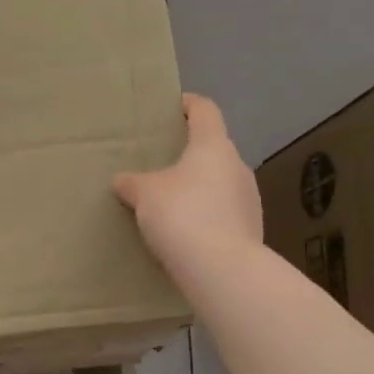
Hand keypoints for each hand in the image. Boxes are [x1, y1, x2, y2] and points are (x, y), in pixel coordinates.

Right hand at [113, 94, 261, 278]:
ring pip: (219, 183)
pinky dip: (206, 216)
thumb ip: (132, 183)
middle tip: (161, 164)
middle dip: (190, 155)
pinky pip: (223, 213)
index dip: (188, 105)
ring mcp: (249, 198)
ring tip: (171, 204)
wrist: (221, 269)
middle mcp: (237, 166)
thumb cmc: (182, 215)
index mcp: (213, 146)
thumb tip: (122, 180)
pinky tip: (186, 233)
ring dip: (199, 189)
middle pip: (213, 150)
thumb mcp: (145, 196)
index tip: (174, 107)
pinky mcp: (251, 228)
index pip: (204, 111)